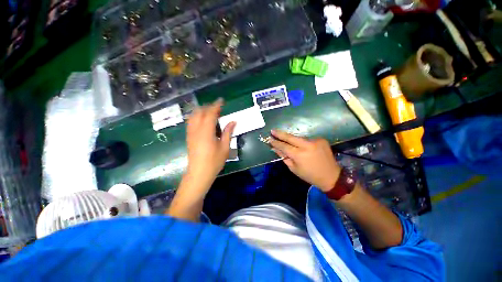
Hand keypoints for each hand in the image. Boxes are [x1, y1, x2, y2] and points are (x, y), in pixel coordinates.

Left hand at [185, 98, 235, 190]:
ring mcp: (190, 133)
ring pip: (193, 116)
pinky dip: (197, 117)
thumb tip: (233, 121)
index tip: (221, 100)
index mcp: (206, 132)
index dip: (216, 106)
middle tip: (218, 108)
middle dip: (208, 107)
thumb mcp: (225, 147)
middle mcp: (196, 130)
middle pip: (199, 112)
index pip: (210, 114)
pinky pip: (191, 122)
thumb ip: (228, 132)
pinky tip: (203, 121)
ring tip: (210, 113)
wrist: (199, 173)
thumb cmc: (214, 161)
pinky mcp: (188, 137)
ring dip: (201, 111)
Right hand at [270, 130, 340, 191]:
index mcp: (299, 155)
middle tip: (273, 130)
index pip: (284, 146)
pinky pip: (307, 140)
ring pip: (299, 138)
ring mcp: (315, 141)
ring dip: (292, 139)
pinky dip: (303, 142)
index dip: (276, 142)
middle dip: (280, 134)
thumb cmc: (310, 175)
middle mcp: (307, 145)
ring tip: (286, 140)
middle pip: (290, 137)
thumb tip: (275, 149)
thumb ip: (284, 157)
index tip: (269, 139)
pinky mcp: (321, 140)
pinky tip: (303, 147)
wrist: (331, 176)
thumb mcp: (294, 168)